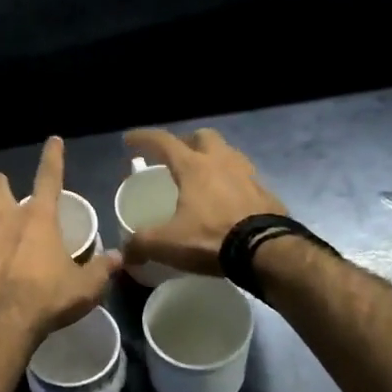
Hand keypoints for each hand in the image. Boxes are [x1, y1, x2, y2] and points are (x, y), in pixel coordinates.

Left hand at [0, 137, 120, 339]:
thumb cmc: (47, 299)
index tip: (53, 141)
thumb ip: (100, 269)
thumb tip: (117, 257)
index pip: (49, 177)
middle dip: (0, 185)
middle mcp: (4, 219)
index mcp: (38, 219)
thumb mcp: (84, 288)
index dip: (53, 157)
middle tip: (9, 199)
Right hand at [120, 128, 284, 275]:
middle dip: (187, 142)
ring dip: (214, 159)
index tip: (129, 140)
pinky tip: (227, 200)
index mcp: (194, 167)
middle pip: (203, 137)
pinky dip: (232, 183)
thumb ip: (141, 244)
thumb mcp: (168, 244)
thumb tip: (125, 254)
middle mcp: (222, 162)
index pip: (164, 141)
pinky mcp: (266, 192)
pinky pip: (245, 178)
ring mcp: (248, 175)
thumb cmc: (211, 238)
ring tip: (203, 178)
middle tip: (176, 158)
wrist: (266, 251)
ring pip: (228, 154)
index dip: (144, 138)